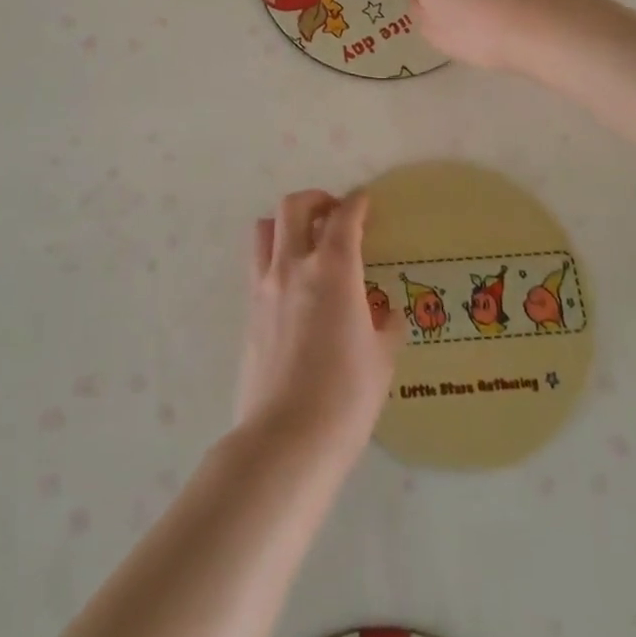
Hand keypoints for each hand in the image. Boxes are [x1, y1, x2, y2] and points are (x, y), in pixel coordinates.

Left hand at [236, 191, 401, 465]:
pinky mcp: (248, 309)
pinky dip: (274, 255)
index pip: (343, 218)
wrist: (286, 437)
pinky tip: (292, 282)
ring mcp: (264, 286)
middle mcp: (293, 266)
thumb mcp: (381, 360)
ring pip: (266, 228)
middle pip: (294, 207)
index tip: (365, 200)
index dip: (356, 203)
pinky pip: (257, 263)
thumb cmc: (346, 397)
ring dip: (286, 222)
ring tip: (305, 240)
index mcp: (333, 270)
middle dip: (316, 199)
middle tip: (334, 213)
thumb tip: (386, 314)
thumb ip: (386, 326)